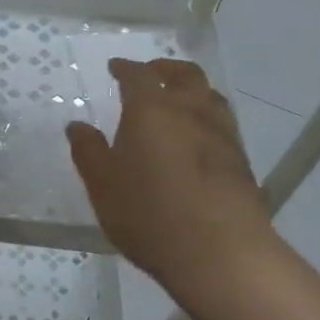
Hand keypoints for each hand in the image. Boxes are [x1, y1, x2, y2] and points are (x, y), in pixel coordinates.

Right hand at [67, 58, 275, 302]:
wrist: (221, 252)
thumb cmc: (149, 214)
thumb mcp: (103, 186)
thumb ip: (88, 151)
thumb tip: (77, 125)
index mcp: (151, 109)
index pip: (138, 75)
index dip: (125, 68)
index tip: (115, 67)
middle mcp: (190, 110)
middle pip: (184, 74)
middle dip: (165, 68)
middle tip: (151, 73)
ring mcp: (222, 133)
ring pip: (210, 95)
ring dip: (192, 89)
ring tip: (178, 101)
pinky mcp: (242, 159)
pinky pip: (222, 123)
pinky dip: (206, 117)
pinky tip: (197, 138)